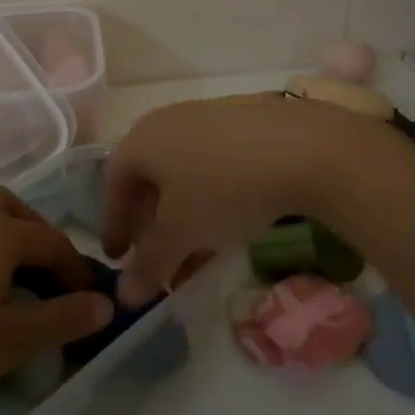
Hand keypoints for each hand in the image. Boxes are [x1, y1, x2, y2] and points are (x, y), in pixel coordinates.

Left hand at [0, 188, 114, 414]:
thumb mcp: (12, 341)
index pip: (52, 243)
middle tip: (46, 275)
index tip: (89, 297)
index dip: (75, 270)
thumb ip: (64, 318)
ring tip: (3, 265)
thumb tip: (106, 303)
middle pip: (13, 210)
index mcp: (0, 231)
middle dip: (37, 236)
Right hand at [102, 96, 384, 304]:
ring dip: (181, 216)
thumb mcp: (181, 233)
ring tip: (193, 254)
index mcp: (141, 139)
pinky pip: (211, 164)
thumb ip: (149, 264)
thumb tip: (124, 296)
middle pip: (147, 177)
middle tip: (154, 259)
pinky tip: (226, 227)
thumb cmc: (222, 188)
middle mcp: (168, 121)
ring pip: (182, 173)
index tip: (116, 259)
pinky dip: (209, 198)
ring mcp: (207, 118)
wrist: (302, 147)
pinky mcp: (243, 122)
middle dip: (149, 224)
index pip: (113, 184)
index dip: (113, 225)